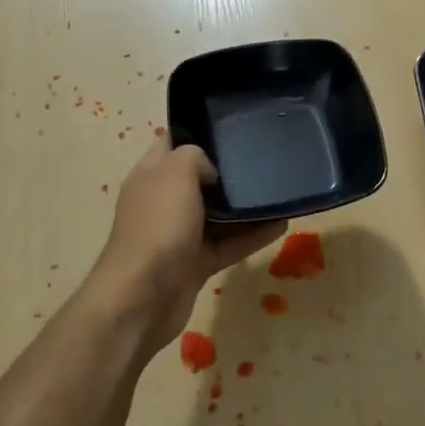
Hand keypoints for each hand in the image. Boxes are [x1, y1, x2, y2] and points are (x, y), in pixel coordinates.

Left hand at [91, 136, 286, 351]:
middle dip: (228, 171)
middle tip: (263, 158)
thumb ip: (195, 156)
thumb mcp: (175, 173)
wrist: (142, 298)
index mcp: (152, 176)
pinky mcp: (197, 263)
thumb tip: (211, 172)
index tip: (232, 127)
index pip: (173, 143)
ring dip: (246, 207)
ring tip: (280, 192)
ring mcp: (180, 235)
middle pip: (200, 179)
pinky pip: (230, 244)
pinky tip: (282, 225)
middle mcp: (164, 202)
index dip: (198, 132)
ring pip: (219, 214)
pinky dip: (254, 236)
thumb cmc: (158, 226)